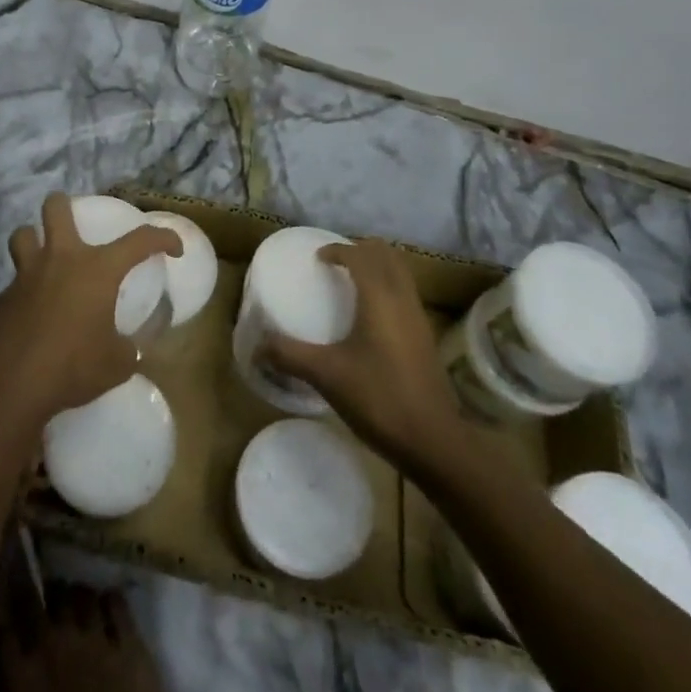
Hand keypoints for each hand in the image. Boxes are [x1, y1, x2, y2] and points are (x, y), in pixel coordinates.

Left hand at [0, 193, 180, 430]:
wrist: (14, 383)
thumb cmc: (74, 366)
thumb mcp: (117, 363)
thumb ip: (130, 348)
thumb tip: (133, 346)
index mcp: (98, 269)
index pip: (140, 240)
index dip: (163, 238)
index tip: (174, 249)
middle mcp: (61, 259)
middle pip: (56, 208)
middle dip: (64, 205)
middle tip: (74, 221)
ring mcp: (27, 274)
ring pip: (23, 233)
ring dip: (34, 238)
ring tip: (44, 254)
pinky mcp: (4, 296)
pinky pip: (14, 279)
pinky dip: (24, 286)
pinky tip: (31, 307)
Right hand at [259, 237, 462, 466]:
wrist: (434, 441)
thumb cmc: (379, 398)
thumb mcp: (326, 375)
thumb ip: (290, 355)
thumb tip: (257, 346)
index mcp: (380, 297)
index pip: (360, 255)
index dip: (338, 249)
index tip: (317, 259)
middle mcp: (402, 299)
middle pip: (386, 254)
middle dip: (361, 250)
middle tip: (336, 263)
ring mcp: (418, 318)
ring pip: (400, 273)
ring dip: (377, 267)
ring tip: (351, 283)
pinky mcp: (426, 338)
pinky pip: (405, 294)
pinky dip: (387, 288)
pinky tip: (370, 317)